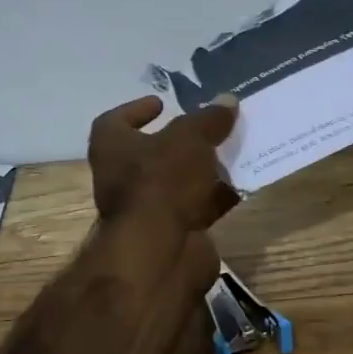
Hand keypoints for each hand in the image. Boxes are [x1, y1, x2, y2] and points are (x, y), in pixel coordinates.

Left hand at [88, 93, 241, 234]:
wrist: (160, 252)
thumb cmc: (161, 181)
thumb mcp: (189, 138)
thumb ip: (209, 119)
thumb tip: (227, 100)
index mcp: (111, 148)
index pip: (113, 122)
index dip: (135, 111)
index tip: (161, 104)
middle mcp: (121, 178)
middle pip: (151, 154)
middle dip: (180, 143)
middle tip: (208, 130)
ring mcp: (146, 210)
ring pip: (177, 182)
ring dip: (202, 170)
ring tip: (232, 152)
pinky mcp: (172, 233)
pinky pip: (196, 207)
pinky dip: (216, 197)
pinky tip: (241, 184)